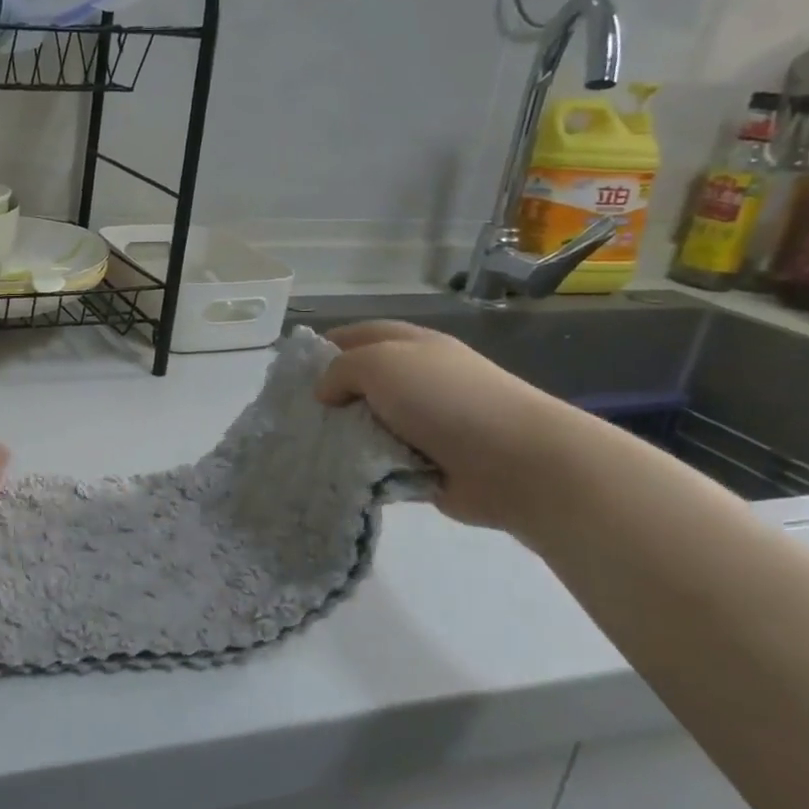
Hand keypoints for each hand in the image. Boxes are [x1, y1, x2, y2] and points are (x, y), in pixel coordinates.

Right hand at [314, 322, 588, 529]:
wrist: (516, 461)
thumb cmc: (445, 399)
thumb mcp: (380, 363)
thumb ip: (340, 370)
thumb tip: (325, 393)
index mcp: (410, 345)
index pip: (357, 335)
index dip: (323, 348)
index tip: (291, 372)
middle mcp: (416, 379)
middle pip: (359, 382)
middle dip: (327, 396)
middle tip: (292, 414)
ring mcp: (424, 423)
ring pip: (367, 423)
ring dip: (342, 435)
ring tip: (305, 447)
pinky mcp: (427, 463)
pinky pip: (381, 460)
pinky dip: (362, 466)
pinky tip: (336, 472)